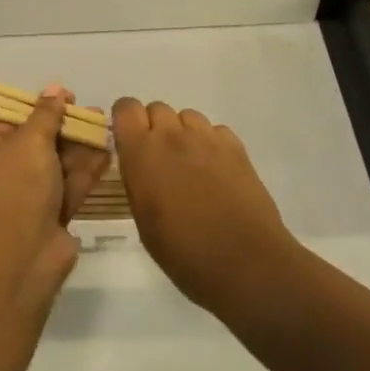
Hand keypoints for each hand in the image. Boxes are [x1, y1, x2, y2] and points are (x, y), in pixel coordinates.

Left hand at [0, 85, 111, 286]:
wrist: (22, 259)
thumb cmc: (17, 189)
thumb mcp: (29, 142)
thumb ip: (46, 114)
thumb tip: (53, 88)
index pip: (10, 121)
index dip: (39, 107)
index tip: (66, 97)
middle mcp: (2, 175)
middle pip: (37, 142)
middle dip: (66, 127)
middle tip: (93, 113)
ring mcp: (27, 199)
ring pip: (56, 165)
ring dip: (80, 147)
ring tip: (105, 127)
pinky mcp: (50, 218)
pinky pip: (68, 187)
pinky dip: (86, 171)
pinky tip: (106, 154)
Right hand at [112, 99, 296, 317]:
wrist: (244, 262)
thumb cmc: (183, 252)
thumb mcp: (143, 219)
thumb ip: (137, 180)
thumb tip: (140, 166)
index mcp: (142, 152)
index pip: (126, 107)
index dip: (126, 120)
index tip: (129, 140)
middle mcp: (171, 135)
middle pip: (157, 109)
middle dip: (156, 128)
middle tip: (162, 160)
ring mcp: (206, 137)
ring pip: (187, 117)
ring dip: (183, 134)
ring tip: (191, 166)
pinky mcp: (235, 146)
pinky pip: (215, 131)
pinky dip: (211, 144)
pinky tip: (217, 172)